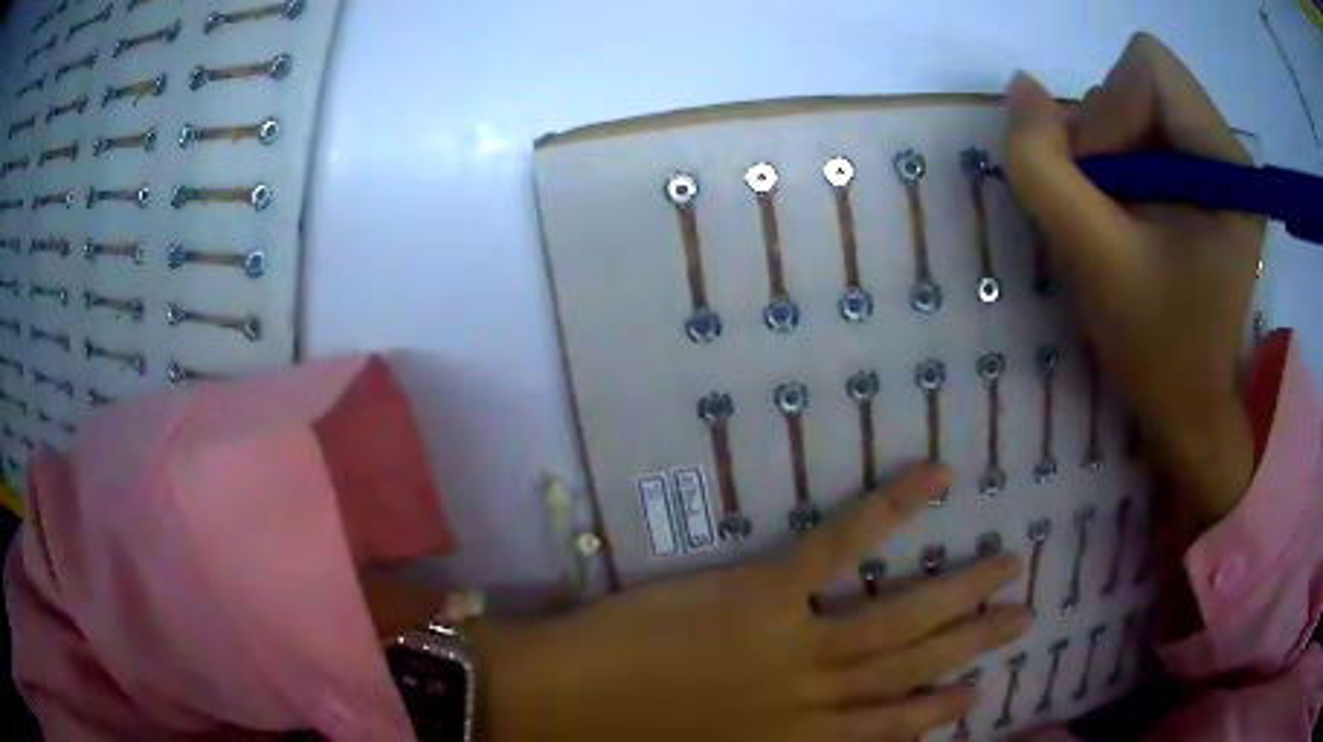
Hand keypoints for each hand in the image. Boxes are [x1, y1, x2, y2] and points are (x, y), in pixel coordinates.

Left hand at [471, 466, 1027, 741]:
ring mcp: (794, 645)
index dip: (938, 713)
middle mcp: (814, 700)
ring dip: (960, 592)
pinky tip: (935, 481)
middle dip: (973, 645)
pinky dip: (890, 513)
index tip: (979, 694)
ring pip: (899, 618)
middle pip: (913, 670)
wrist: (559, 705)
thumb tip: (819, 731)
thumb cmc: (628, 738)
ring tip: (1009, 569)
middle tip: (1023, 617)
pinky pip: (839, 548)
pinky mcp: (762, 594)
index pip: (888, 730)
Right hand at [1001, 33, 1260, 535]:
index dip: (1112, 112)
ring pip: (1133, 99)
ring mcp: (1211, 159)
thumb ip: (1044, 168)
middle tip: (1106, 207)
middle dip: (1106, 133)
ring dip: (1106, 150)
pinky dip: (1113, 159)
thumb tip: (1020, 87)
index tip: (1104, 187)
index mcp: (1226, 164)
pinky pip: (1138, 126)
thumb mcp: (1095, 260)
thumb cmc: (1156, 347)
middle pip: (1140, 78)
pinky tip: (1124, 213)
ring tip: (1116, 218)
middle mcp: (1225, 147)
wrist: (1185, 404)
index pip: (1151, 69)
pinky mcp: (1196, 174)